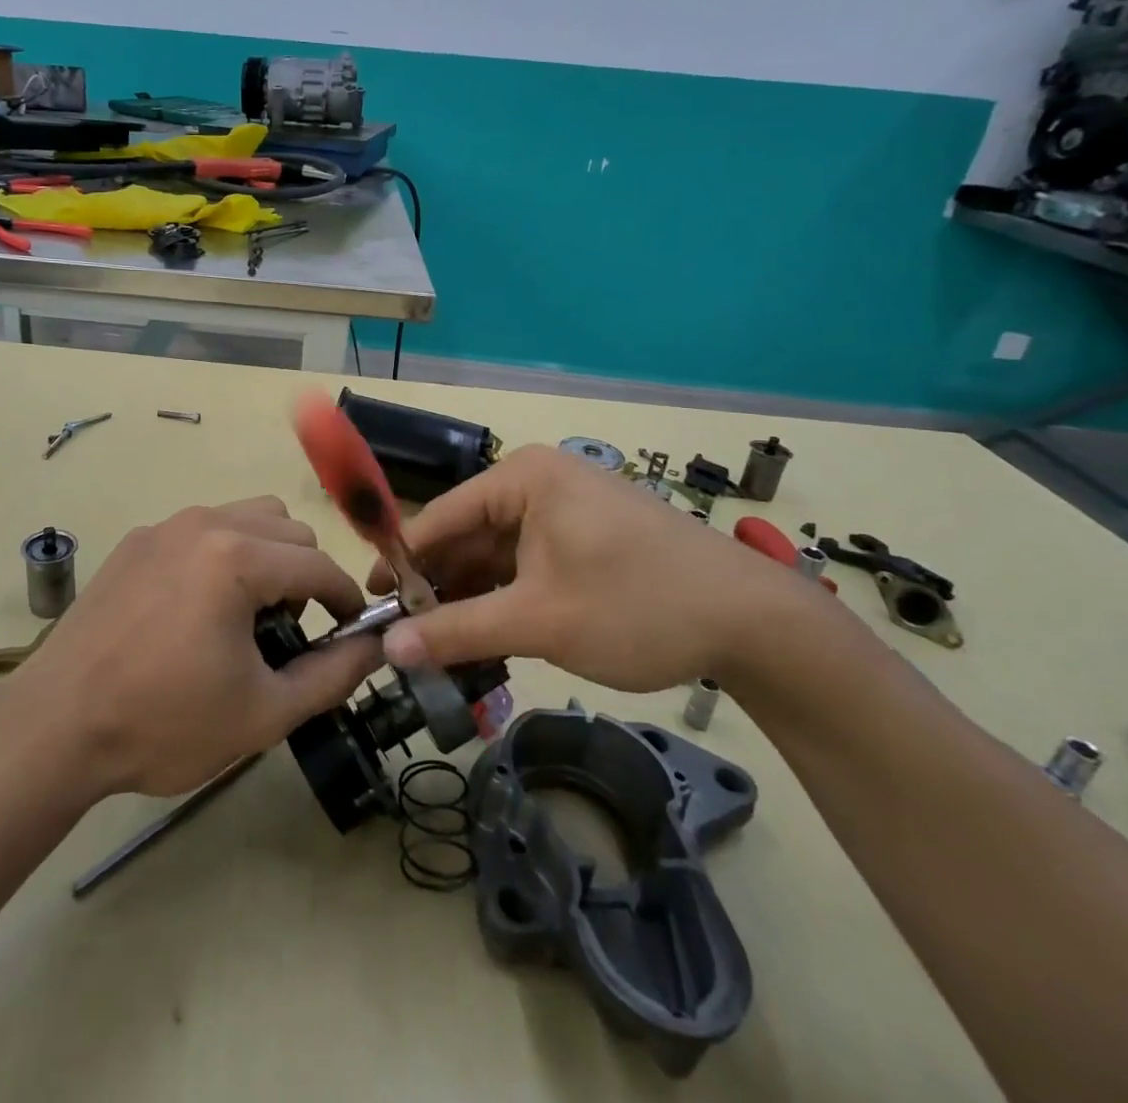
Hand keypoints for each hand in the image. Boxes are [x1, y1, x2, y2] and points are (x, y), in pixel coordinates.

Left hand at [16, 497, 380, 797]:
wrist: (56, 725)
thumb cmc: (165, 722)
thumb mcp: (263, 713)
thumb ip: (333, 676)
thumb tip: (375, 646)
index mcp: (238, 558)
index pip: (320, 566)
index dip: (345, 601)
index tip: (348, 634)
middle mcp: (205, 523)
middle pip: (288, 529)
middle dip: (305, 575)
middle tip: (288, 630)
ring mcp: (165, 526)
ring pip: (247, 517)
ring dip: (267, 555)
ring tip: (246, 612)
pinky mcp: (136, 540)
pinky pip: (202, 528)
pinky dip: (222, 553)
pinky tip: (196, 607)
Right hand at [371, 445, 823, 692]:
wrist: (757, 624)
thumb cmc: (637, 605)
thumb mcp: (539, 620)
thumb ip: (458, 631)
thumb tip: (388, 648)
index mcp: (523, 479)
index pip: (440, 516)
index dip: (401, 560)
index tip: (371, 602)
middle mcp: (540, 484)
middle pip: (468, 536)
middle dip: (440, 587)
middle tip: (408, 637)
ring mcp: (567, 511)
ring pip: (497, 555)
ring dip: (472, 599)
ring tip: (443, 647)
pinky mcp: (588, 540)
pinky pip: (528, 565)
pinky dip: (507, 599)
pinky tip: (489, 638)